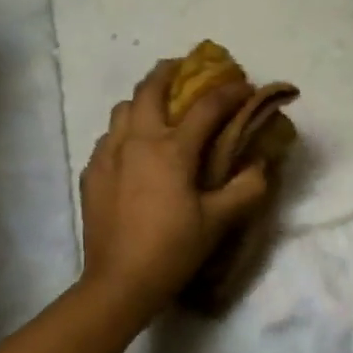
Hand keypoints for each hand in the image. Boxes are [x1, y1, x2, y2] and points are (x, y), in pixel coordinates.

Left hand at [78, 59, 270, 315]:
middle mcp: (136, 141)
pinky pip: (108, 137)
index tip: (245, 86)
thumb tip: (260, 164)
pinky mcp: (91, 173)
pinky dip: (125, 131)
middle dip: (170, 71)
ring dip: (143, 100)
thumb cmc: (172, 249)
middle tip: (186, 70)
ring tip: (159, 109)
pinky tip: (134, 150)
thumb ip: (246, 188)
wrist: (118, 283)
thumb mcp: (219, 221)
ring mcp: (108, 155)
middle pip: (149, 88)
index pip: (206, 106)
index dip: (230, 92)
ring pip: (123, 109)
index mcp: (171, 149)